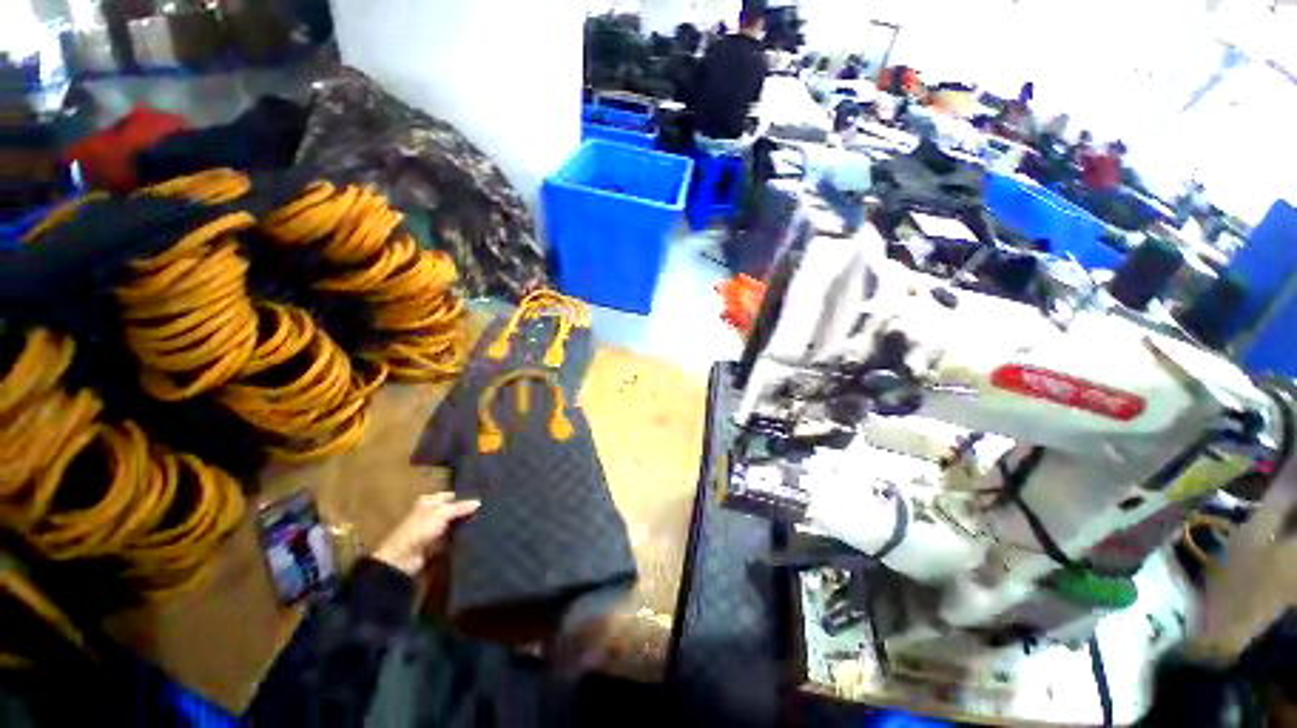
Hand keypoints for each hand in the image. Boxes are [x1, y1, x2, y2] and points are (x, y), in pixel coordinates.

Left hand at [373, 492, 479, 575]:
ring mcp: (435, 529)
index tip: (483, 499)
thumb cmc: (419, 530)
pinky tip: (476, 533)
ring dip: (466, 524)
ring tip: (486, 521)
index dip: (466, 497)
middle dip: (468, 511)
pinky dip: (462, 536)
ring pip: (455, 523)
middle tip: (487, 510)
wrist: (403, 559)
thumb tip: (479, 501)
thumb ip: (460, 507)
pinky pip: (454, 536)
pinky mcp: (438, 543)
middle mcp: (432, 513)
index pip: (453, 495)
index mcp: (430, 501)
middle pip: (454, 509)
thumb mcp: (441, 513)